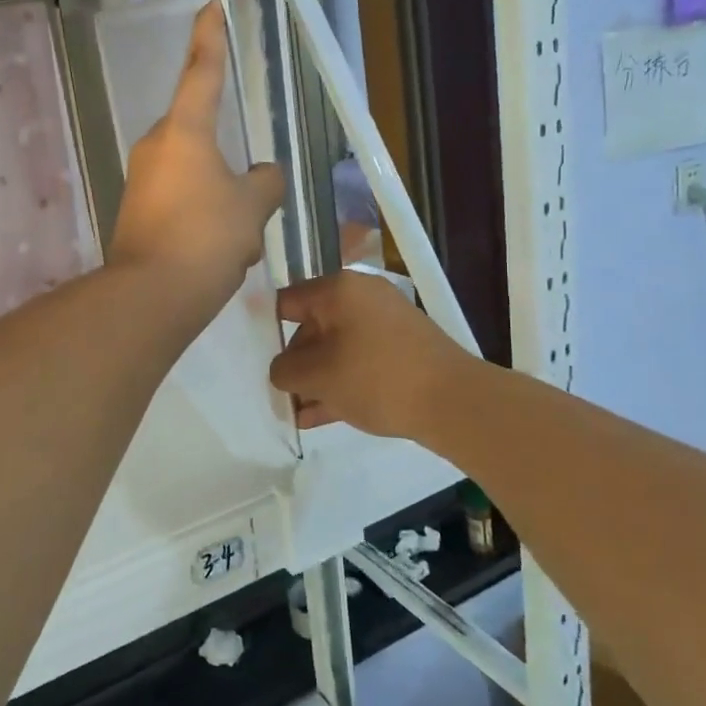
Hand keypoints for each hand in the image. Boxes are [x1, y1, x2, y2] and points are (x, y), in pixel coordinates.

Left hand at [109, 1, 284, 317]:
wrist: (150, 297)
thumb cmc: (205, 239)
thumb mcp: (252, 208)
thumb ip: (266, 183)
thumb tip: (264, 175)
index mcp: (184, 131)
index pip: (202, 70)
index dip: (210, 35)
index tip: (212, 3)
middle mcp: (156, 146)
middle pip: (203, 137)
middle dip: (231, 169)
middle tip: (254, 207)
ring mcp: (142, 180)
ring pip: (198, 178)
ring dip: (223, 203)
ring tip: (239, 243)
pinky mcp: (137, 212)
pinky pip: (182, 204)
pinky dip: (205, 222)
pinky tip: (219, 256)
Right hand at [270, 270, 473, 439]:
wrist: (452, 401)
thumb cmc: (375, 377)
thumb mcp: (318, 376)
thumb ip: (285, 370)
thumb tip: (281, 370)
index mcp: (339, 289)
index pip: (288, 301)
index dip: (267, 328)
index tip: (252, 356)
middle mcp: (362, 297)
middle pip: (312, 326)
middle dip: (295, 362)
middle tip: (280, 393)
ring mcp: (386, 323)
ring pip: (336, 348)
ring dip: (316, 378)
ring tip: (296, 412)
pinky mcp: (403, 349)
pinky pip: (359, 361)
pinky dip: (340, 382)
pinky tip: (320, 415)